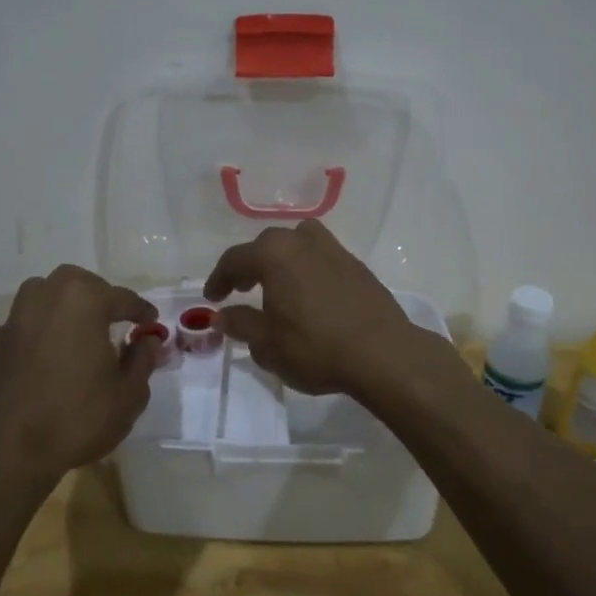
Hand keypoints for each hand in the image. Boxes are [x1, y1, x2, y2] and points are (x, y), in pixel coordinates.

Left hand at [0, 265, 159, 483]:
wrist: (9, 451)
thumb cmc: (77, 418)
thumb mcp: (128, 395)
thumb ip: (142, 360)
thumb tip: (147, 341)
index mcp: (84, 302)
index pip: (123, 298)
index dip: (141, 311)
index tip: (151, 323)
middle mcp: (46, 298)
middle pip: (78, 283)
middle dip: (100, 295)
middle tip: (114, 318)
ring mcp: (15, 319)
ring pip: (43, 293)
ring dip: (64, 303)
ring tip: (77, 327)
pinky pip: (22, 323)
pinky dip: (38, 329)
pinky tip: (45, 353)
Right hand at [201, 219, 446, 400]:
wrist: (382, 354)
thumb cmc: (316, 348)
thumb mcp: (267, 344)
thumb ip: (240, 324)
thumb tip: (223, 315)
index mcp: (274, 254)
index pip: (235, 259)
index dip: (219, 279)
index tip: (212, 299)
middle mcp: (303, 242)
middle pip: (267, 245)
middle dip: (250, 265)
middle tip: (241, 289)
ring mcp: (334, 250)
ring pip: (299, 243)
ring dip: (282, 259)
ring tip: (278, 285)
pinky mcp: (357, 266)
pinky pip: (322, 257)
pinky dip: (307, 268)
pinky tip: (310, 295)